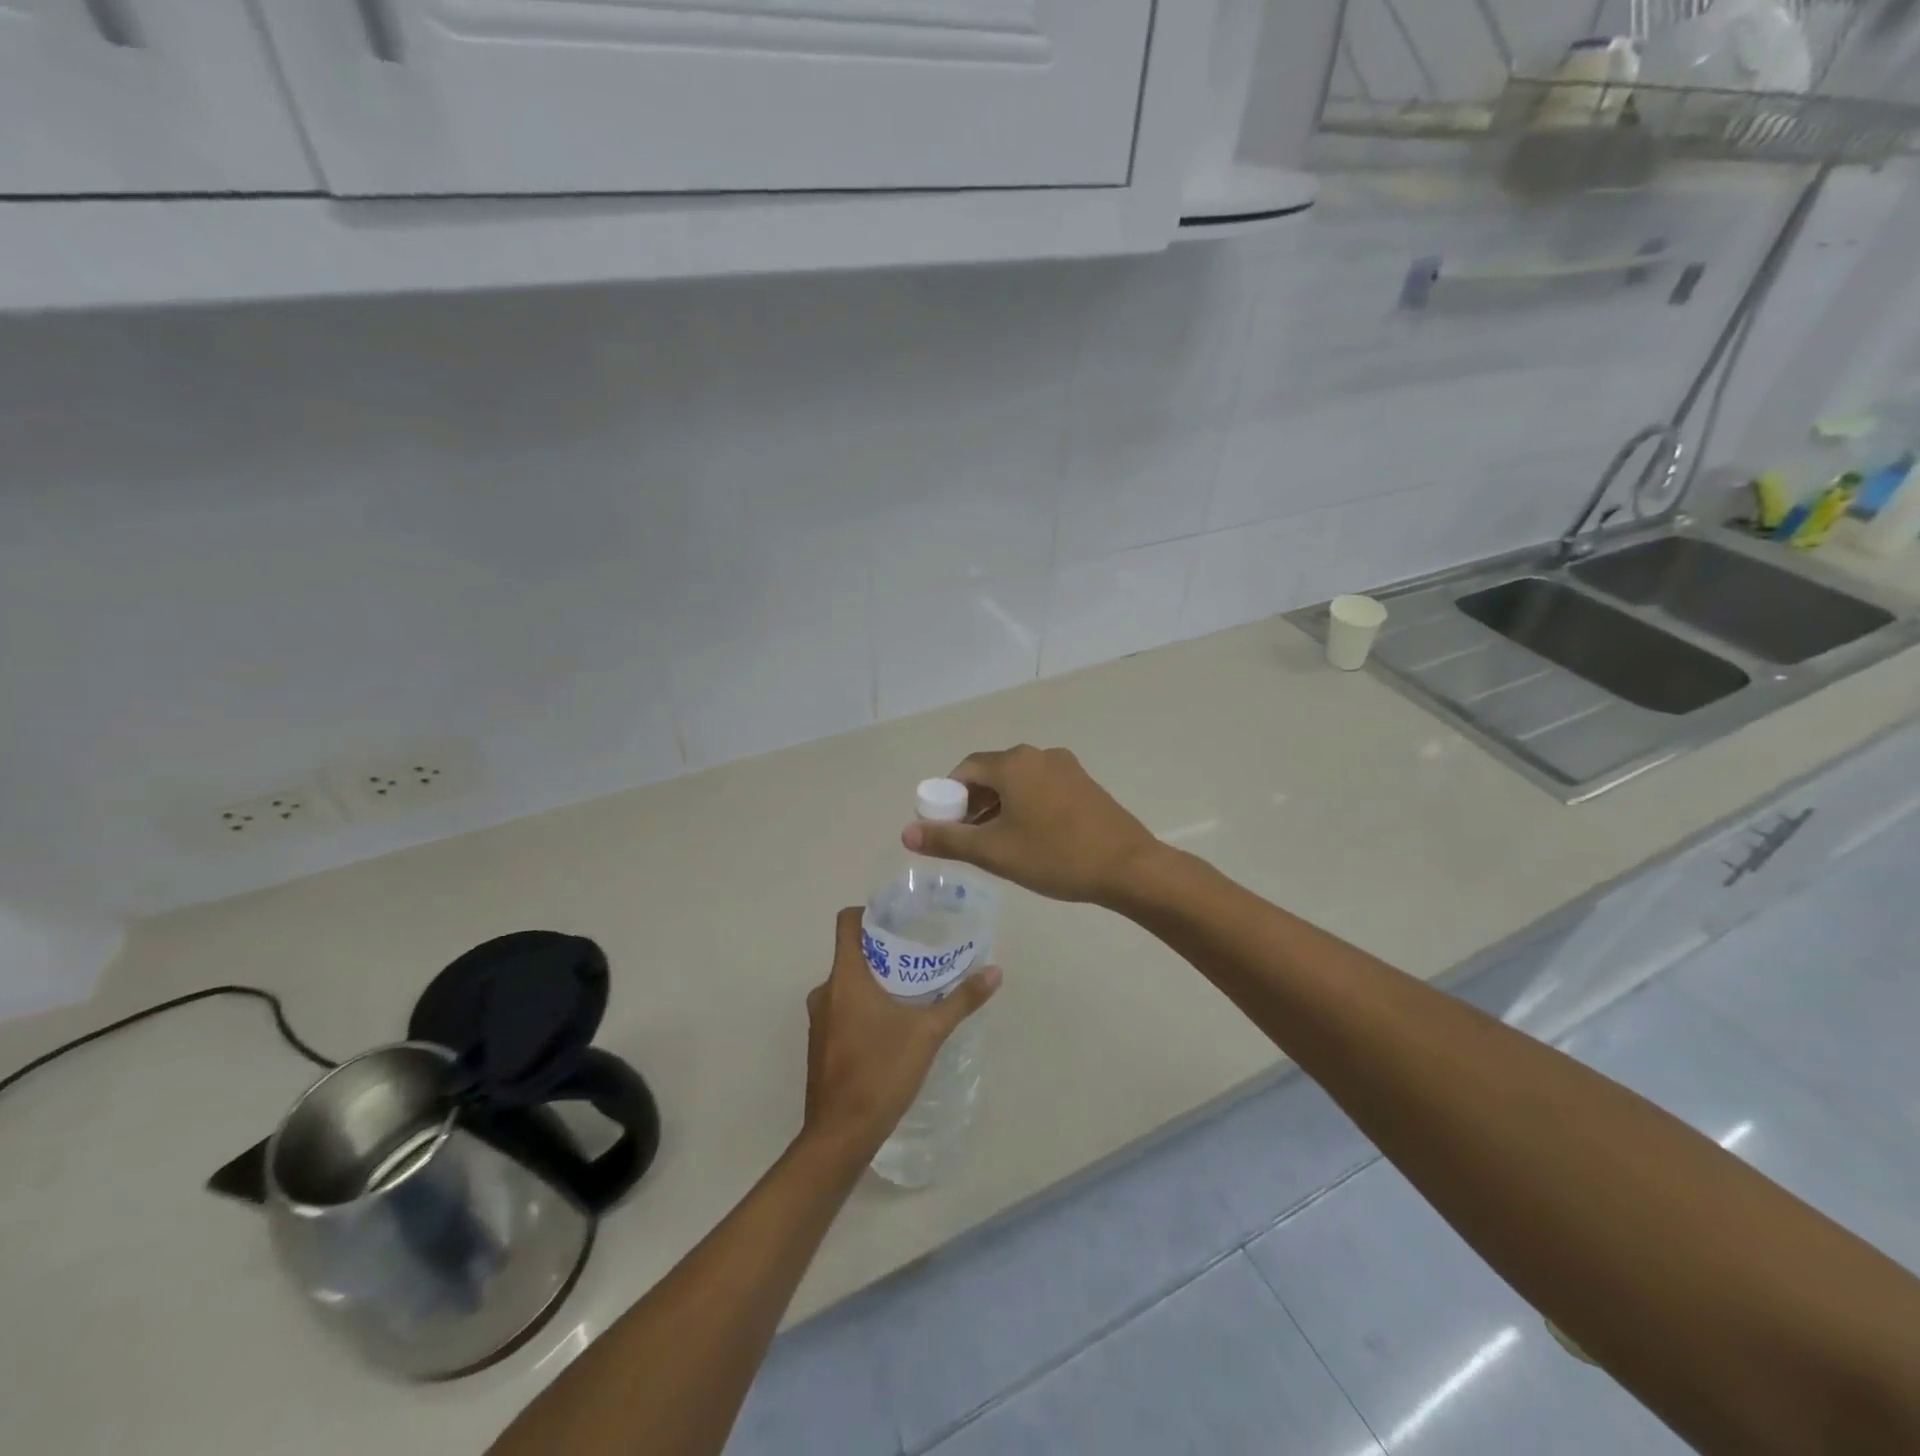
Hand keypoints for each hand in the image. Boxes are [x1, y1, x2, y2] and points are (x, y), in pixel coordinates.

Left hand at [801, 907, 1000, 1161]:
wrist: (840, 1135)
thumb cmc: (881, 1071)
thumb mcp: (928, 1032)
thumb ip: (961, 999)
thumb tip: (995, 971)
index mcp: (845, 978)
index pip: (847, 922)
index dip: (870, 913)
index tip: (900, 919)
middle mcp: (825, 991)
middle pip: (852, 953)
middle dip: (884, 951)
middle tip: (919, 954)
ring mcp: (819, 1020)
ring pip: (847, 984)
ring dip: (875, 981)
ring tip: (911, 988)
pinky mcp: (821, 1044)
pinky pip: (842, 1009)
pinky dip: (864, 1006)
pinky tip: (893, 1023)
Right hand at [901, 744, 1161, 906]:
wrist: (1127, 867)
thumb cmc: (1054, 856)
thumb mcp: (994, 852)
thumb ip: (948, 840)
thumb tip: (907, 833)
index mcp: (1014, 763)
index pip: (965, 769)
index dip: (947, 796)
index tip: (943, 827)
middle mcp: (1039, 755)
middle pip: (992, 773)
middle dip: (973, 803)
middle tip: (966, 839)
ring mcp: (1066, 767)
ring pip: (1018, 782)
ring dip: (999, 806)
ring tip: (995, 843)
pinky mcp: (1085, 784)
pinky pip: (1042, 788)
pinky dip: (1025, 806)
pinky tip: (1030, 838)